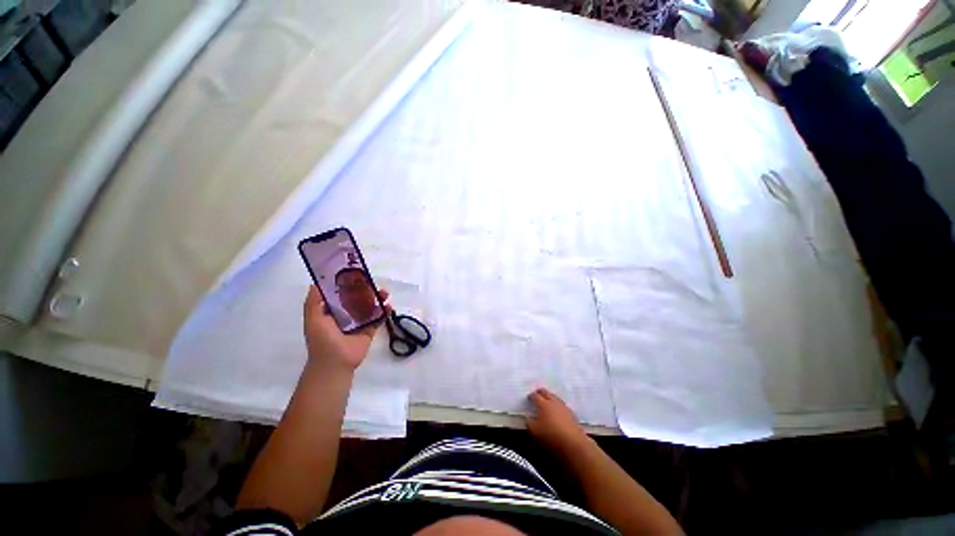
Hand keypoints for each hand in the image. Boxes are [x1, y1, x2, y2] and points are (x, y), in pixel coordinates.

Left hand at [303, 285, 390, 370]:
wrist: (335, 362)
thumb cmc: (322, 340)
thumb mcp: (312, 319)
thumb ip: (313, 302)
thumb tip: (316, 283)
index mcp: (332, 312)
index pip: (341, 294)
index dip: (348, 284)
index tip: (357, 274)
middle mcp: (346, 315)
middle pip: (358, 298)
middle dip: (367, 290)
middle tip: (374, 283)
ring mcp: (359, 323)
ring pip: (370, 307)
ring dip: (378, 299)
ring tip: (385, 293)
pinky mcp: (369, 330)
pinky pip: (379, 318)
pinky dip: (385, 312)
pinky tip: (389, 306)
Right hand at [526, 387, 589, 454]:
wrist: (574, 444)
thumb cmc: (551, 437)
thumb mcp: (534, 431)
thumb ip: (529, 422)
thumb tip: (527, 417)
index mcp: (543, 404)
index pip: (535, 396)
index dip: (531, 396)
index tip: (529, 398)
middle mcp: (554, 402)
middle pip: (546, 393)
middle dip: (541, 392)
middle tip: (537, 393)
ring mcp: (564, 407)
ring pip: (556, 398)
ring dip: (551, 397)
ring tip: (547, 400)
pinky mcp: (572, 415)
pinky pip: (563, 406)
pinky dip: (558, 406)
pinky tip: (558, 411)